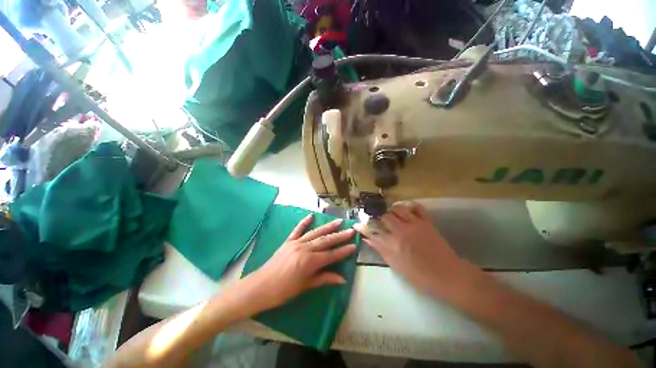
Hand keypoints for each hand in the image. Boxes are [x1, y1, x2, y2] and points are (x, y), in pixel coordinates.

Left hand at [241, 214, 356, 312]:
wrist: (259, 287)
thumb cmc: (283, 291)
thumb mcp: (305, 286)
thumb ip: (324, 279)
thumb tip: (342, 279)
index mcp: (309, 262)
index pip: (331, 255)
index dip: (343, 251)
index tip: (354, 246)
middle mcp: (304, 248)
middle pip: (325, 241)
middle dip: (339, 236)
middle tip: (351, 230)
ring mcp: (296, 243)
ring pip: (315, 233)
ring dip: (327, 227)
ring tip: (338, 221)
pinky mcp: (288, 241)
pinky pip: (297, 230)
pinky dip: (304, 222)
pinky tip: (311, 215)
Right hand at [354, 202, 470, 296]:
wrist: (448, 275)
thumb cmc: (420, 276)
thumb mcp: (396, 266)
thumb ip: (381, 250)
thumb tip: (368, 240)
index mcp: (393, 244)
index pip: (372, 231)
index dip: (363, 227)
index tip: (357, 224)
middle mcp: (401, 231)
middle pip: (384, 216)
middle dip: (379, 218)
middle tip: (379, 222)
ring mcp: (415, 224)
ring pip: (398, 208)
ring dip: (392, 210)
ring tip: (392, 216)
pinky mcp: (426, 222)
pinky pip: (417, 207)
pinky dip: (410, 207)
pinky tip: (407, 211)